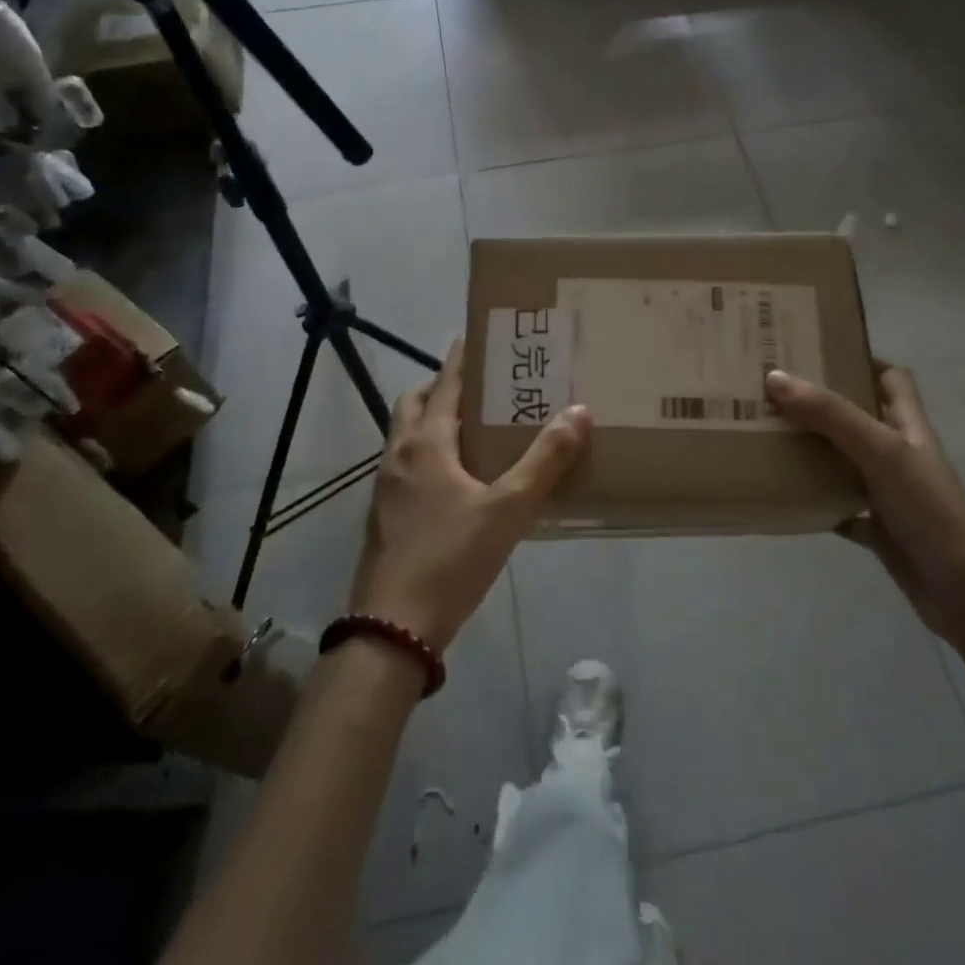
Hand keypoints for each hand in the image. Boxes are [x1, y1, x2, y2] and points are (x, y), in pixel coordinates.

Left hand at [350, 341, 589, 653]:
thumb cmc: (450, 558)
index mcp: (426, 443)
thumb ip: (545, 461)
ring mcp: (385, 487)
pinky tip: (458, 480)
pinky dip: (428, 453)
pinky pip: (406, 465)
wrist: (392, 628)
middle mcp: (399, 455)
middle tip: (480, 386)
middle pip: (414, 403)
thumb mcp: (508, 509)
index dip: (460, 358)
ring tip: (475, 428)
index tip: (477, 336)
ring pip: (406, 435)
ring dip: (432, 420)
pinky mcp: (385, 515)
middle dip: (441, 386)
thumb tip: (579, 412)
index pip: (443, 384)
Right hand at [765, 362, 964, 642]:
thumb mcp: (880, 451)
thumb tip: (775, 378)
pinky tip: (786, 495)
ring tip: (768, 434)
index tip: (816, 350)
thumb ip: (830, 414)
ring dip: (813, 450)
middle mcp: (899, 453)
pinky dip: (816, 500)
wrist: (963, 591)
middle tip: (774, 390)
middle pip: (859, 415)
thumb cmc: (928, 509)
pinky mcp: (879, 527)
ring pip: (845, 460)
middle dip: (821, 402)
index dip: (861, 358)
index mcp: (908, 426)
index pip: (891, 378)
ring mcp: (889, 492)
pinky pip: (840, 506)